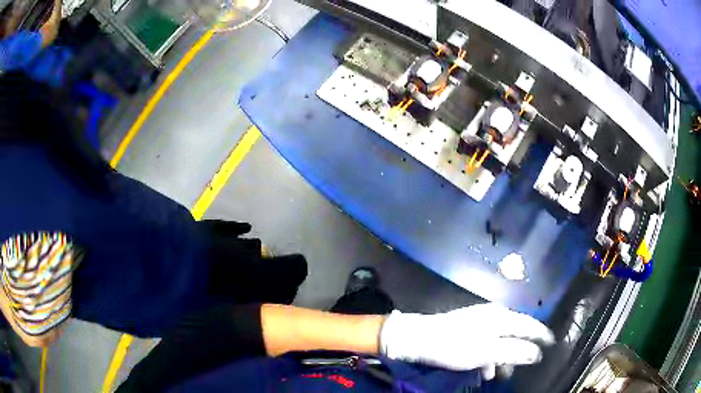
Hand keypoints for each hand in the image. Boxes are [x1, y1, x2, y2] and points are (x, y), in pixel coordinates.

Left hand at [380, 303, 554, 378]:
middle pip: (516, 332)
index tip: (552, 343)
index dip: (542, 334)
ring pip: (500, 340)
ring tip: (502, 373)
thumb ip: (514, 352)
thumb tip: (537, 353)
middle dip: (521, 350)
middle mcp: (494, 315)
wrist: (420, 338)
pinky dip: (489, 356)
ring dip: (503, 357)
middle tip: (526, 365)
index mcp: (501, 317)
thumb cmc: (455, 346)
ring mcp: (480, 320)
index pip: (529, 324)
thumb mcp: (487, 352)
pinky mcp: (468, 328)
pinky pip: (487, 343)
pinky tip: (485, 370)